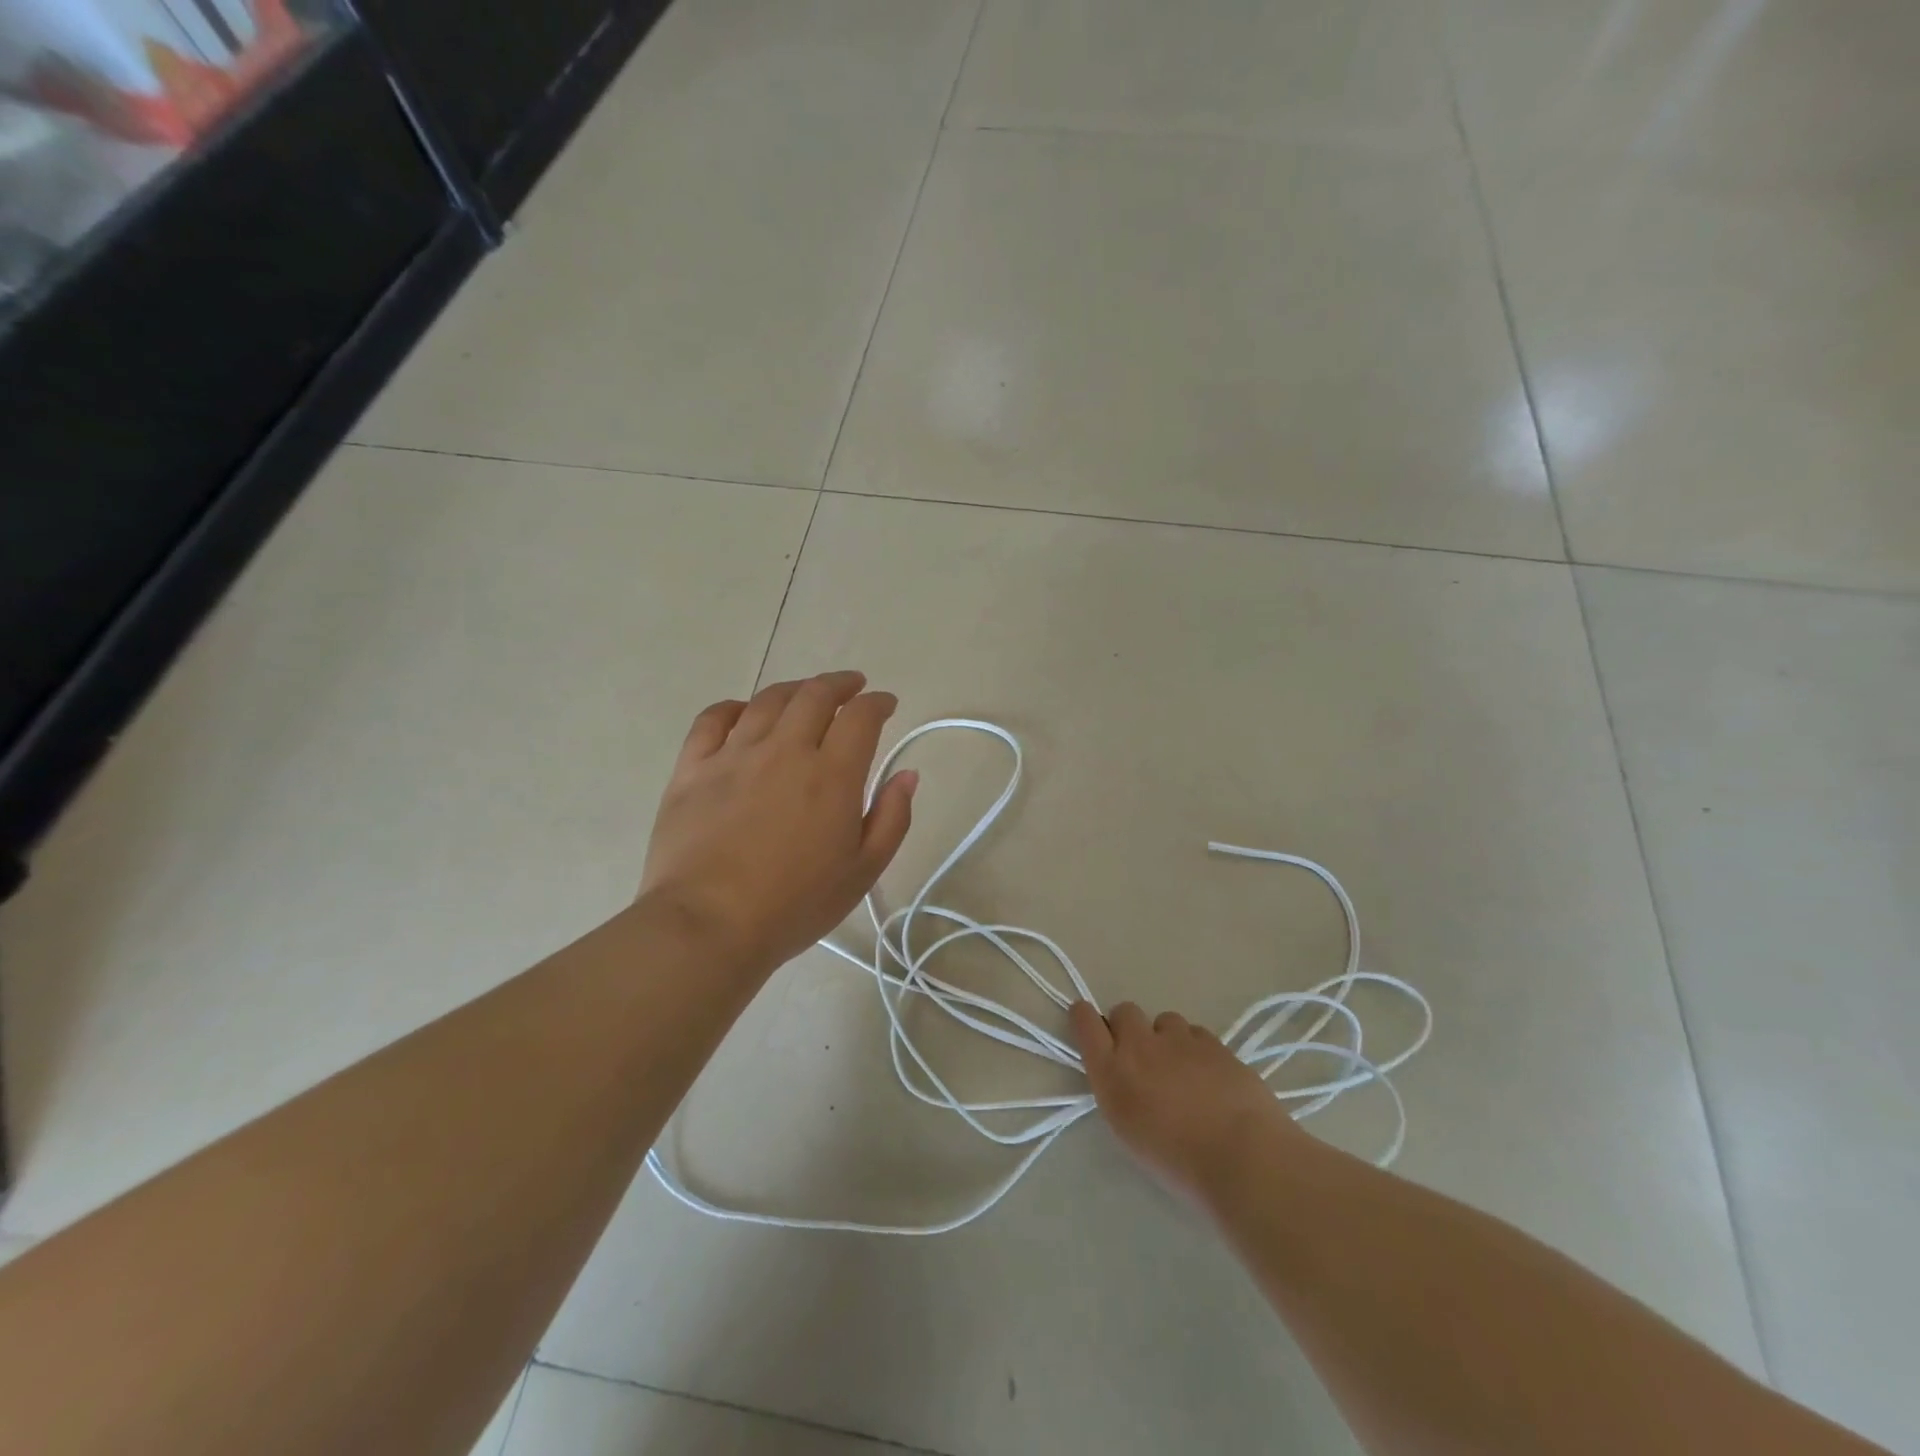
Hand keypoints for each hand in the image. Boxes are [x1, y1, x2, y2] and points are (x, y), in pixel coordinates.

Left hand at [639, 671, 917, 978]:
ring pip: (768, 701)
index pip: (861, 717)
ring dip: (794, 689)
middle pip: (815, 695)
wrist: (708, 925)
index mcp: (832, 774)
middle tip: (851, 687)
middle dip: (840, 684)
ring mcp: (734, 755)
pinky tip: (743, 713)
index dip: (877, 703)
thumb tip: (907, 775)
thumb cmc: (795, 904)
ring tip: (805, 694)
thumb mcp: (863, 871)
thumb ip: (892, 818)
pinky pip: (712, 719)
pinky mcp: (692, 768)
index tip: (885, 704)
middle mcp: (785, 750)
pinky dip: (734, 707)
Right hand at [1069, 1001, 1297, 1203]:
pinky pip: (1196, 1033)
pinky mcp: (1213, 1042)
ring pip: (1164, 1021)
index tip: (1091, 1025)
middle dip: (1129, 1027)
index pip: (1085, 1021)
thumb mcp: (1130, 1132)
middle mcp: (1139, 1045)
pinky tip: (1210, 1077)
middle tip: (1143, 1058)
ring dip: (1167, 1038)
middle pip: (1124, 1011)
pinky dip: (1197, 1049)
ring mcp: (1179, 1039)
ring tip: (1183, 1071)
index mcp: (1112, 1072)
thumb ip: (1119, 1091)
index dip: (1085, 1017)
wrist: (1242, 1158)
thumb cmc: (1178, 1162)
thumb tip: (1124, 1075)